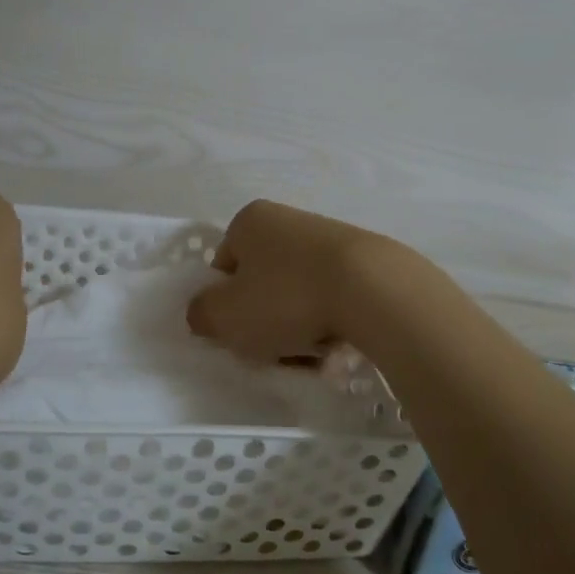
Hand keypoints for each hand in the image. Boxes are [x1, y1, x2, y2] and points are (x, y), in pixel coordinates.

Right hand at [185, 200, 408, 363]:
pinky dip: (331, 322)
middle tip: (275, 348)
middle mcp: (288, 220)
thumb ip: (201, 314)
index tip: (241, 332)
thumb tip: (204, 312)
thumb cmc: (287, 297)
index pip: (223, 267)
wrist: (374, 290)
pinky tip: (339, 345)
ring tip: (311, 353)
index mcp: (250, 221)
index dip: (226, 305)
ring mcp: (330, 237)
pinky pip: (334, 297)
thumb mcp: (224, 316)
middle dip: (265, 319)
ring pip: (298, 293)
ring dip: (298, 326)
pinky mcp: (365, 260)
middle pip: (263, 282)